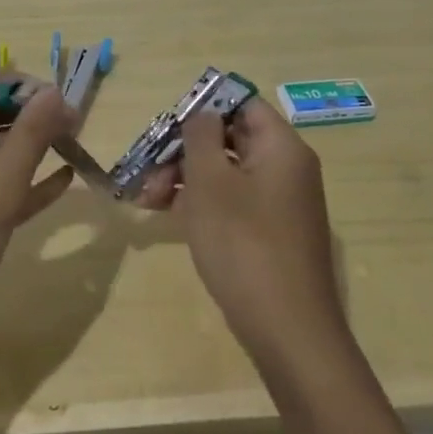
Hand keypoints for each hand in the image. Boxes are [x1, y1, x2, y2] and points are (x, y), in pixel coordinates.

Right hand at [137, 98, 344, 366]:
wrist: (287, 330)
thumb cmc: (244, 244)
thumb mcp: (211, 182)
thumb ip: (201, 136)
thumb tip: (202, 113)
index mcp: (281, 147)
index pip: (242, 103)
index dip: (202, 106)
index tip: (166, 125)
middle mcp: (286, 168)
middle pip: (229, 138)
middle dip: (183, 149)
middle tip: (145, 170)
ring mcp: (279, 202)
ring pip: (225, 172)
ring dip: (184, 177)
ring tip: (146, 199)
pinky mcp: (269, 232)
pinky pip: (231, 201)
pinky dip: (200, 202)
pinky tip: (166, 214)